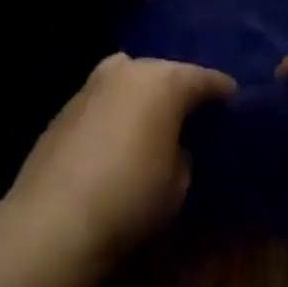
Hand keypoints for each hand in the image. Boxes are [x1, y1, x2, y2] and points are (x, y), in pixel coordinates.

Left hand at [4, 53, 234, 268]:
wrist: (54, 218)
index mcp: (165, 81)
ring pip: (131, 79)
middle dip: (180, 88)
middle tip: (193, 110)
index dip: (221, 90)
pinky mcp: (67, 103)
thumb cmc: (130, 198)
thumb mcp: (177, 184)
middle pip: (165, 72)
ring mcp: (94, 82)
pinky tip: (119, 135)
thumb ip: (183, 153)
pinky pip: (105, 98)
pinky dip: (117, 109)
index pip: (204, 78)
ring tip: (154, 120)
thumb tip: (174, 145)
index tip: (233, 98)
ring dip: (144, 95)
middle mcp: (130, 69)